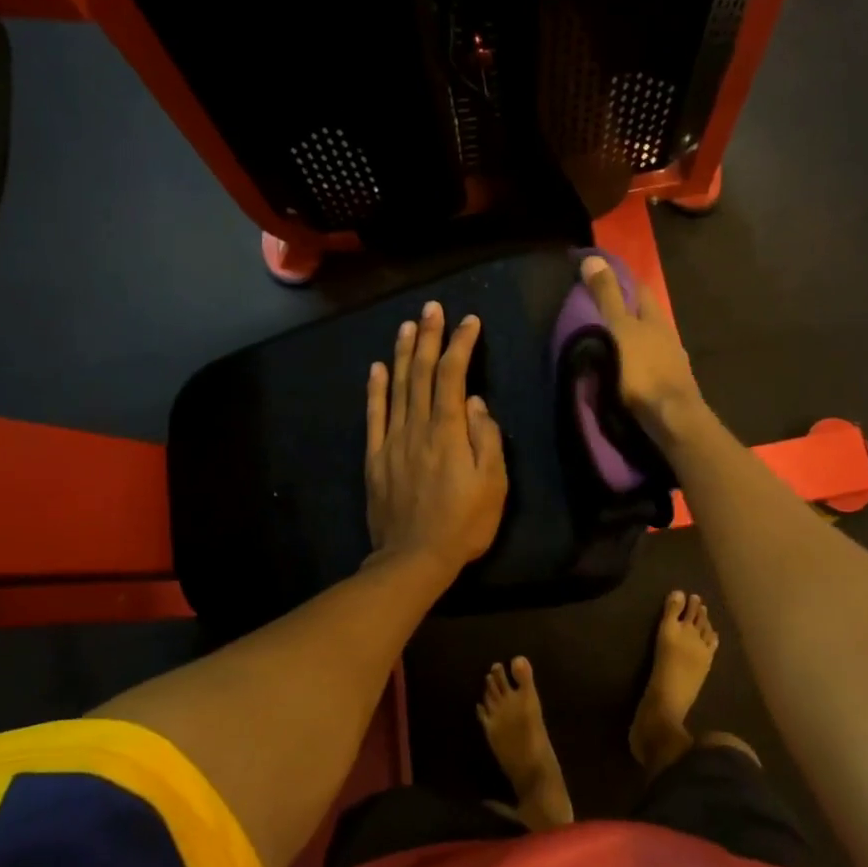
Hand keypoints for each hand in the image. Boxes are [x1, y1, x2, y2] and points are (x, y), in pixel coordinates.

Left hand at [365, 301, 507, 578]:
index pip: (452, 376)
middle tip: (433, 308)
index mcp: (448, 432)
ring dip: (402, 354)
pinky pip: (374, 417)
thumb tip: (474, 403)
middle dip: (429, 337)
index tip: (469, 321)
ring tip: (407, 325)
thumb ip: (486, 439)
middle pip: (421, 373)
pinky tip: (376, 368)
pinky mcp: (375, 458)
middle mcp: (417, 428)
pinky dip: (375, 390)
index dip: (460, 345)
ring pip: (396, 388)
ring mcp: (392, 441)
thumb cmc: (463, 523)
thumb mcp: (493, 485)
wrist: (414, 558)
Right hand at [580, 256, 704, 438]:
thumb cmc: (642, 370)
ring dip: (631, 340)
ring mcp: (672, 362)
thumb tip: (593, 257)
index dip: (621, 279)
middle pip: (645, 316)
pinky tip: (623, 371)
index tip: (600, 275)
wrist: (671, 418)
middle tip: (599, 310)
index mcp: (654, 318)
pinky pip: (649, 366)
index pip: (639, 288)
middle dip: (627, 311)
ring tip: (607, 343)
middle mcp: (667, 335)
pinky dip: (635, 364)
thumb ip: (606, 297)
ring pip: (649, 342)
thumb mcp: (618, 329)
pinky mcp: (669, 387)